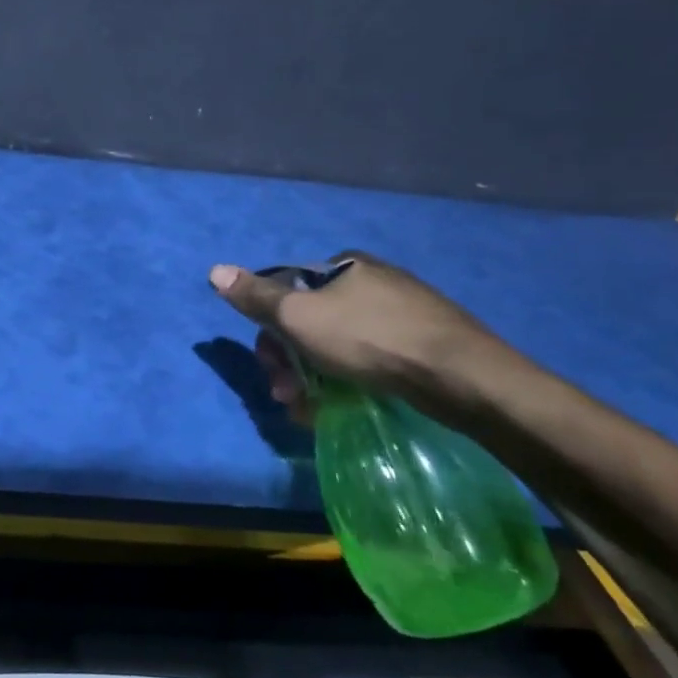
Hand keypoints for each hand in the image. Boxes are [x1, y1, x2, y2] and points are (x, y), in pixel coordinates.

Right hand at [208, 254, 506, 424]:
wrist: (462, 376)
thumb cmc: (370, 338)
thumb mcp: (300, 316)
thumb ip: (256, 297)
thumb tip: (215, 270)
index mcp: (344, 265)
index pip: (288, 291)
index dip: (270, 329)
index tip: (269, 364)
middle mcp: (373, 281)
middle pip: (312, 321)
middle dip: (291, 360)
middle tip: (289, 394)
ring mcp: (403, 313)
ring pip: (339, 345)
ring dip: (315, 378)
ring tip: (313, 411)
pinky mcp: (425, 345)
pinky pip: (371, 360)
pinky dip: (350, 382)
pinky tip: (346, 406)